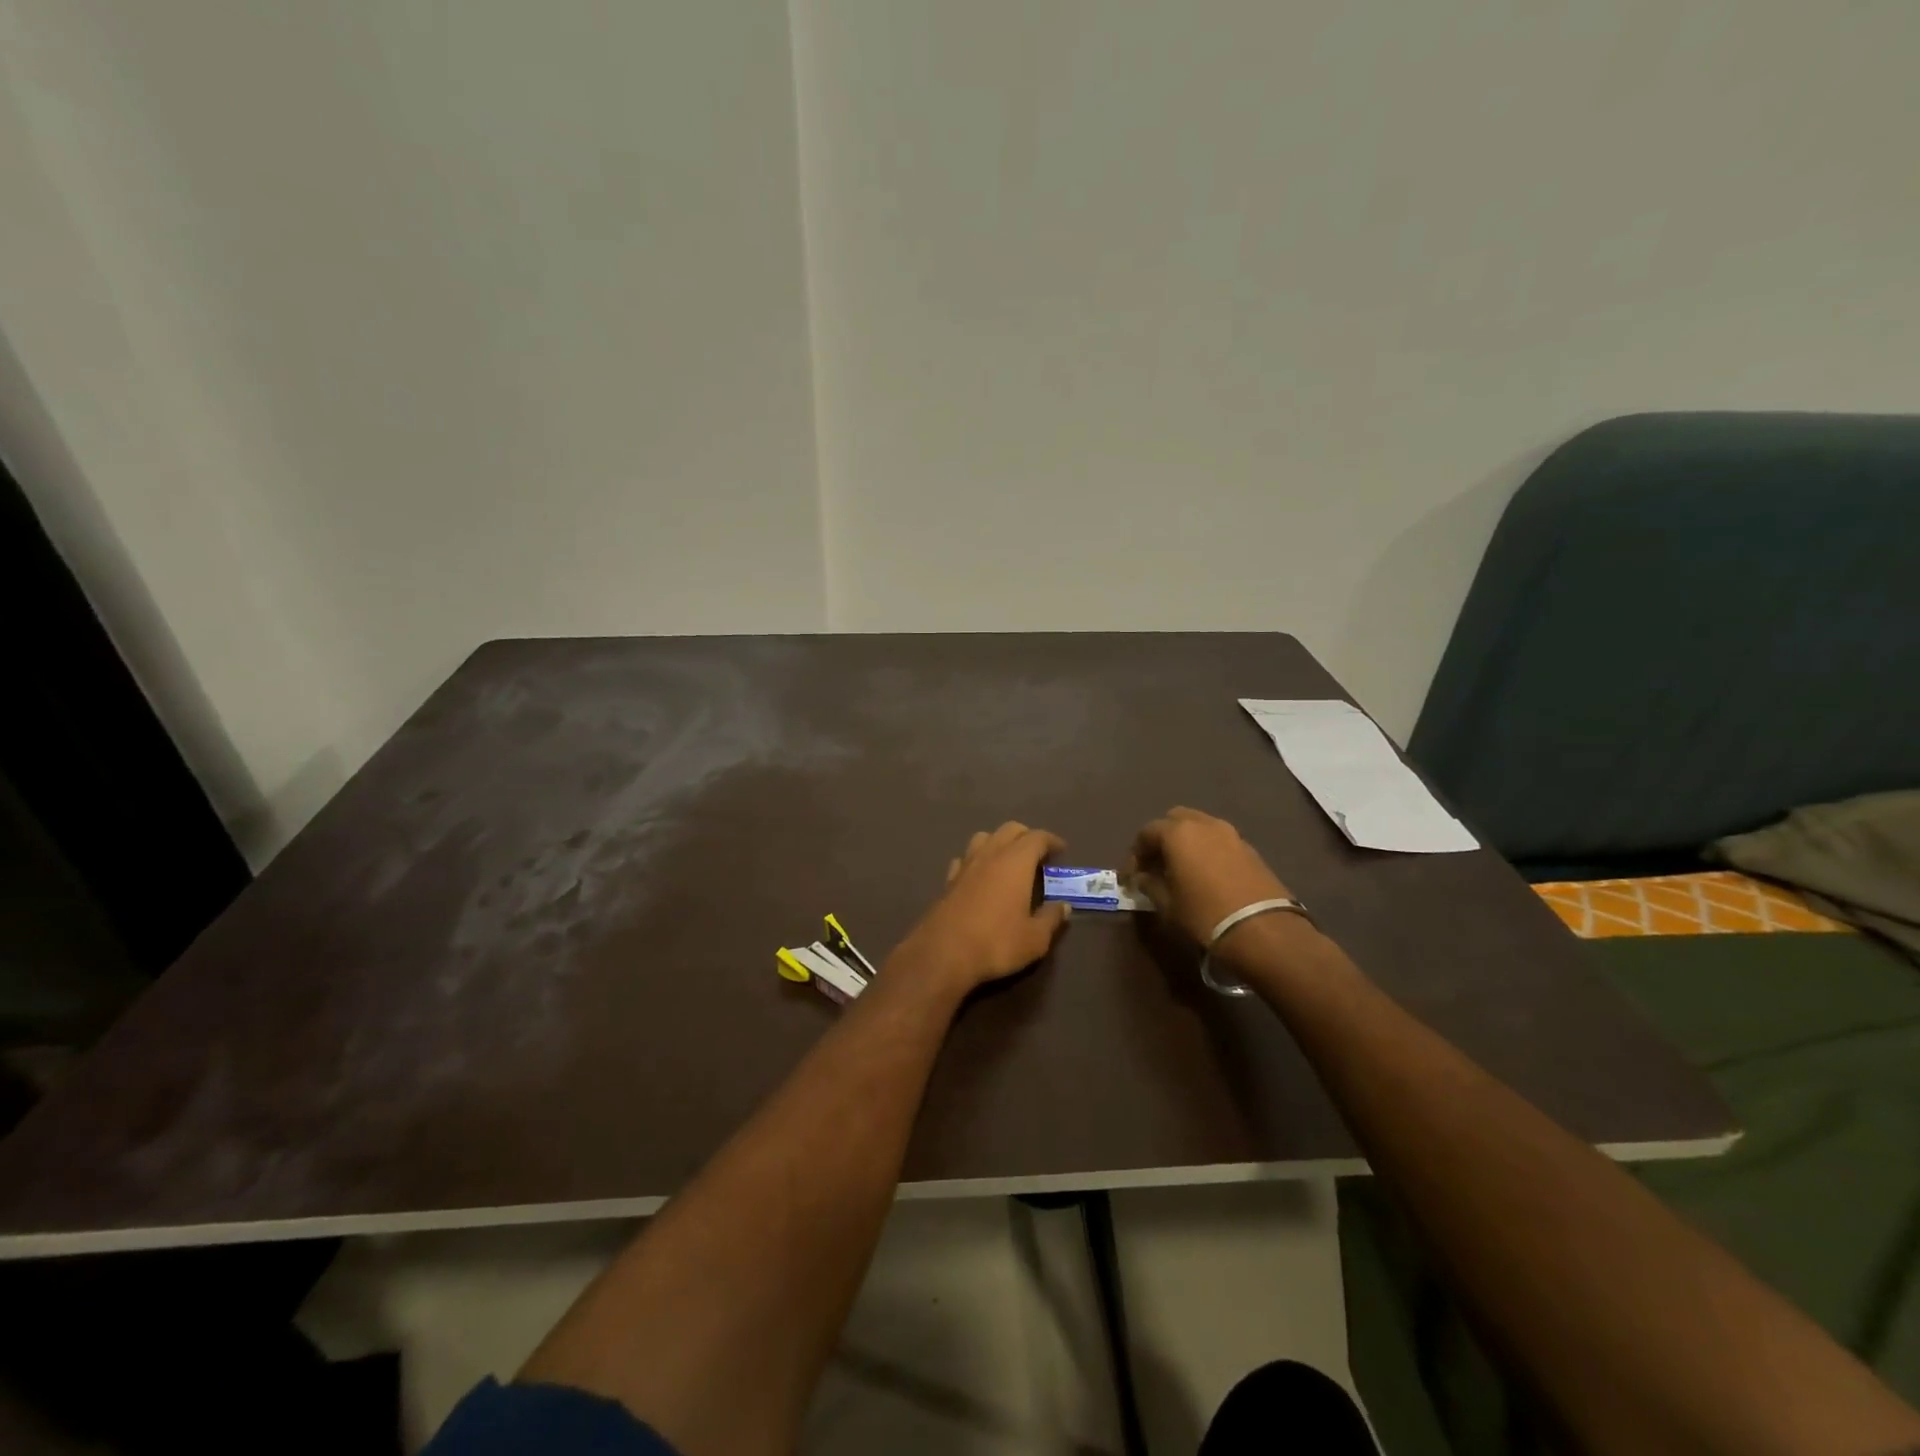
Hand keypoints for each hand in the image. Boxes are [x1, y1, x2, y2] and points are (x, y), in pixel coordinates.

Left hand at [890, 822, 1071, 995]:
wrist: (943, 953)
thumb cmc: (996, 942)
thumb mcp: (1035, 938)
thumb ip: (1051, 918)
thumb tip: (1063, 906)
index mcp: (1016, 862)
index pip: (1037, 838)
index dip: (1051, 841)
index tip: (1061, 850)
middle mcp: (990, 855)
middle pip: (1009, 830)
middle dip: (1026, 836)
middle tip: (1038, 854)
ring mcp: (966, 865)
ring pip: (984, 838)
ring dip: (999, 842)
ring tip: (1009, 861)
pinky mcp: (948, 880)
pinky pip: (965, 858)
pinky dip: (977, 860)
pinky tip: (980, 876)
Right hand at [1128, 806, 1293, 945]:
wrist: (1264, 931)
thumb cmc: (1205, 915)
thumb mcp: (1167, 905)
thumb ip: (1149, 885)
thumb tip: (1143, 878)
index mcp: (1178, 832)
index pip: (1146, 833)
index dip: (1134, 856)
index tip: (1129, 878)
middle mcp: (1204, 824)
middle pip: (1174, 820)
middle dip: (1161, 839)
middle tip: (1154, 866)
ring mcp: (1231, 834)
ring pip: (1200, 828)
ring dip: (1186, 843)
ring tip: (1180, 871)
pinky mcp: (1250, 850)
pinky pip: (1219, 842)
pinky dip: (1206, 851)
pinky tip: (1205, 876)